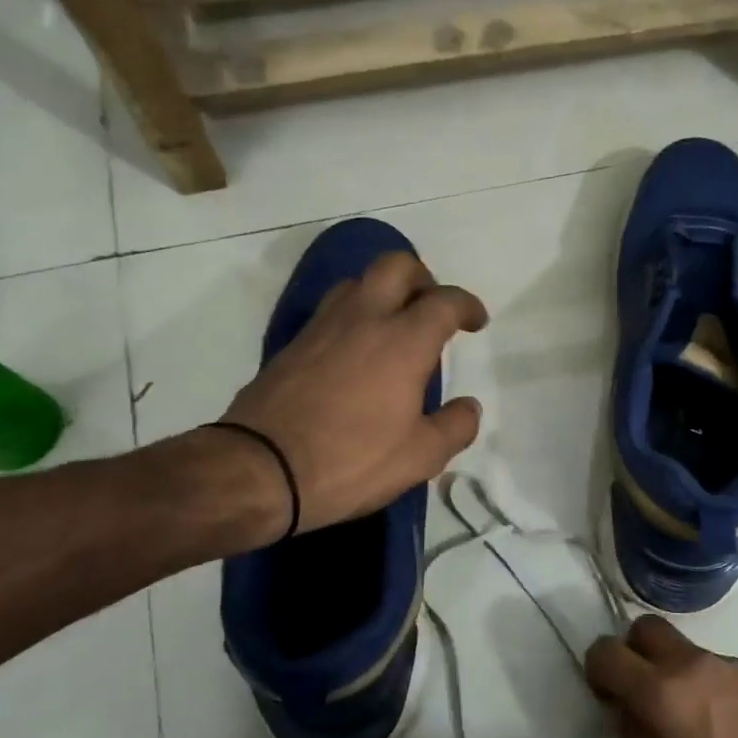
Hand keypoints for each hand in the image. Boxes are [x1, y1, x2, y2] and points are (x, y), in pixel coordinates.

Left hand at [215, 251, 487, 535]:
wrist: (260, 470)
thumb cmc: (351, 462)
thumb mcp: (420, 457)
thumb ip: (455, 426)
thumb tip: (469, 406)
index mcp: (403, 342)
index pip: (444, 302)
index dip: (467, 305)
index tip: (476, 321)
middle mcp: (363, 319)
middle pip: (396, 266)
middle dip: (423, 278)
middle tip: (433, 309)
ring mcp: (322, 328)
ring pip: (358, 282)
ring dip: (384, 292)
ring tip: (395, 327)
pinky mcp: (293, 345)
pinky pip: (331, 310)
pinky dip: (354, 315)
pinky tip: (357, 352)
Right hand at [585, 616, 737, 737]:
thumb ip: (635, 736)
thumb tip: (626, 710)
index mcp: (661, 692)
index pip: (606, 652)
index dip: (596, 671)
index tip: (606, 699)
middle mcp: (690, 664)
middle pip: (644, 628)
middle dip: (631, 652)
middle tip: (637, 694)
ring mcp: (725, 664)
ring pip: (678, 645)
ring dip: (666, 667)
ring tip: (681, 718)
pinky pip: (707, 663)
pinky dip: (696, 679)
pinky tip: (716, 723)